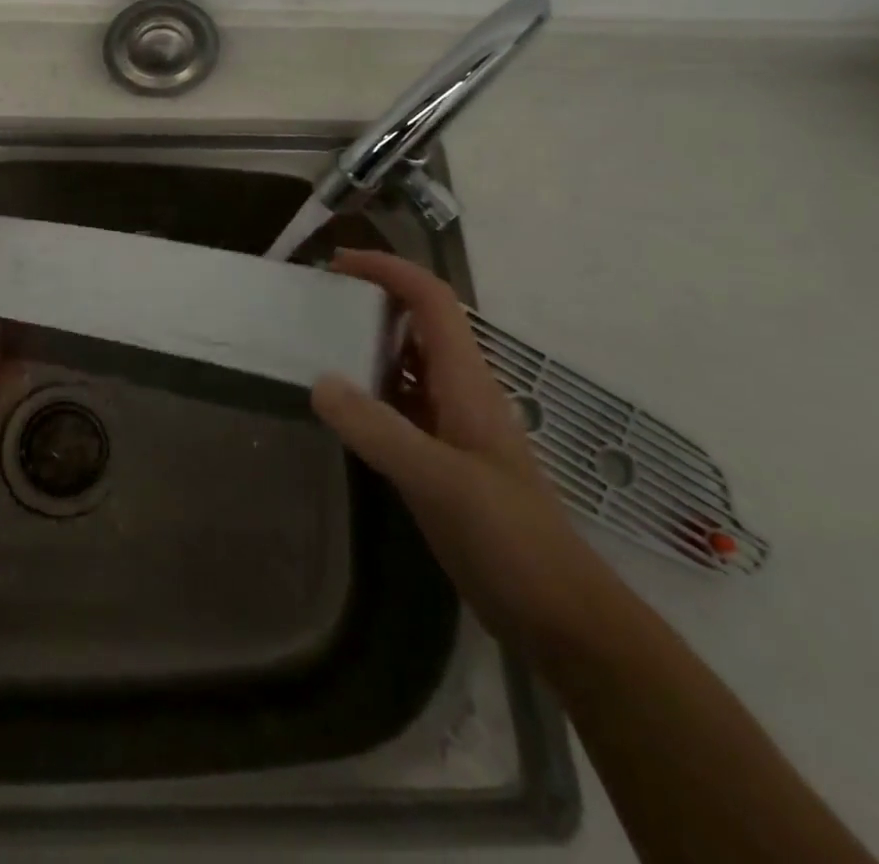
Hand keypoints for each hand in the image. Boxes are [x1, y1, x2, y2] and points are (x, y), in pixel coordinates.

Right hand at [310, 249, 611, 648]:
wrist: (559, 615)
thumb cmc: (509, 538)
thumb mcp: (438, 481)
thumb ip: (378, 429)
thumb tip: (320, 381)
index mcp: (467, 381)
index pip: (431, 300)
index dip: (390, 270)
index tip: (340, 263)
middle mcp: (460, 392)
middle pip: (419, 324)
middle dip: (375, 299)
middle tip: (320, 302)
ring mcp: (453, 427)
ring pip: (408, 365)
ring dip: (369, 345)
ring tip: (319, 344)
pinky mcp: (442, 459)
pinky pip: (400, 407)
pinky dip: (369, 393)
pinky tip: (340, 409)